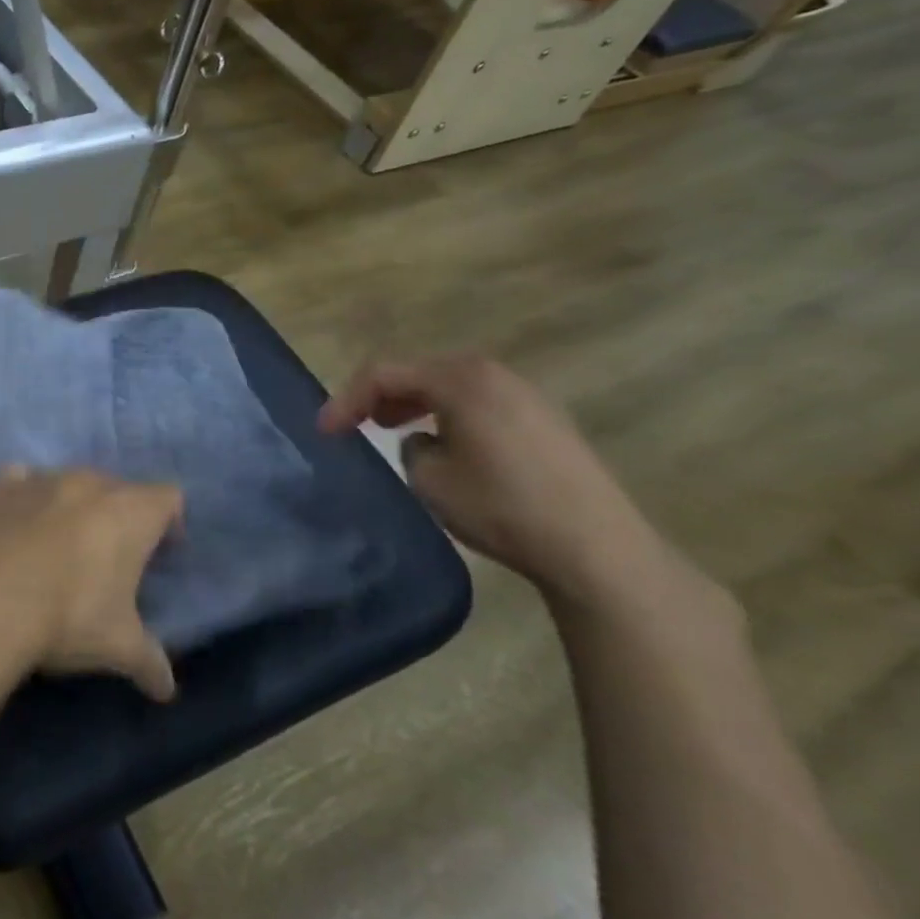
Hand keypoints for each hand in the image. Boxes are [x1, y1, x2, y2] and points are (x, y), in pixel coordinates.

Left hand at [0, 468, 181, 701]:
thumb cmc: (68, 616)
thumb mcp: (118, 647)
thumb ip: (149, 662)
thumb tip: (166, 689)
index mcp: (131, 512)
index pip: (168, 497)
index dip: (169, 523)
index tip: (160, 555)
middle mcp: (89, 483)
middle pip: (117, 488)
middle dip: (119, 517)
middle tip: (110, 560)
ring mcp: (41, 479)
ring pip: (69, 483)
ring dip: (72, 507)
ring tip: (59, 548)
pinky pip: (21, 482)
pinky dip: (25, 500)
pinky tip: (16, 529)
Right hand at [318, 356, 683, 610]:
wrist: (594, 547)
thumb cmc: (500, 506)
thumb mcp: (428, 478)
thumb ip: (410, 447)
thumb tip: (423, 439)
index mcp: (460, 379)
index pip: (384, 374)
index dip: (346, 400)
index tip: (324, 431)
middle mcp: (494, 374)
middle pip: (419, 371)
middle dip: (380, 394)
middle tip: (356, 423)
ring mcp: (526, 395)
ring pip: (451, 385)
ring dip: (415, 402)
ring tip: (394, 428)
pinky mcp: (545, 420)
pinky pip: (479, 401)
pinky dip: (448, 412)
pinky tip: (446, 443)